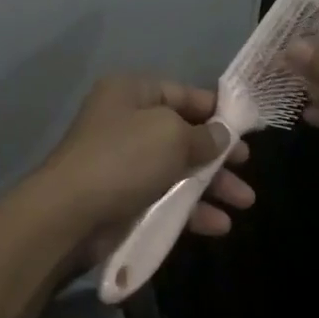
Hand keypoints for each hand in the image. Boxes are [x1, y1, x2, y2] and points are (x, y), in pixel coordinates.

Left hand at [32, 76, 253, 258]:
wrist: (71, 214)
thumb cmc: (125, 158)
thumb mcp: (172, 135)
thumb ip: (204, 135)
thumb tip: (221, 135)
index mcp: (132, 92)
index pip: (182, 93)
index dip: (216, 109)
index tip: (247, 128)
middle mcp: (127, 122)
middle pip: (183, 133)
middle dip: (217, 152)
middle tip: (246, 165)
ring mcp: (124, 162)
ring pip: (178, 168)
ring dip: (212, 184)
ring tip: (245, 201)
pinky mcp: (124, 198)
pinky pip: (165, 197)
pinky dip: (192, 209)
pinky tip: (219, 225)